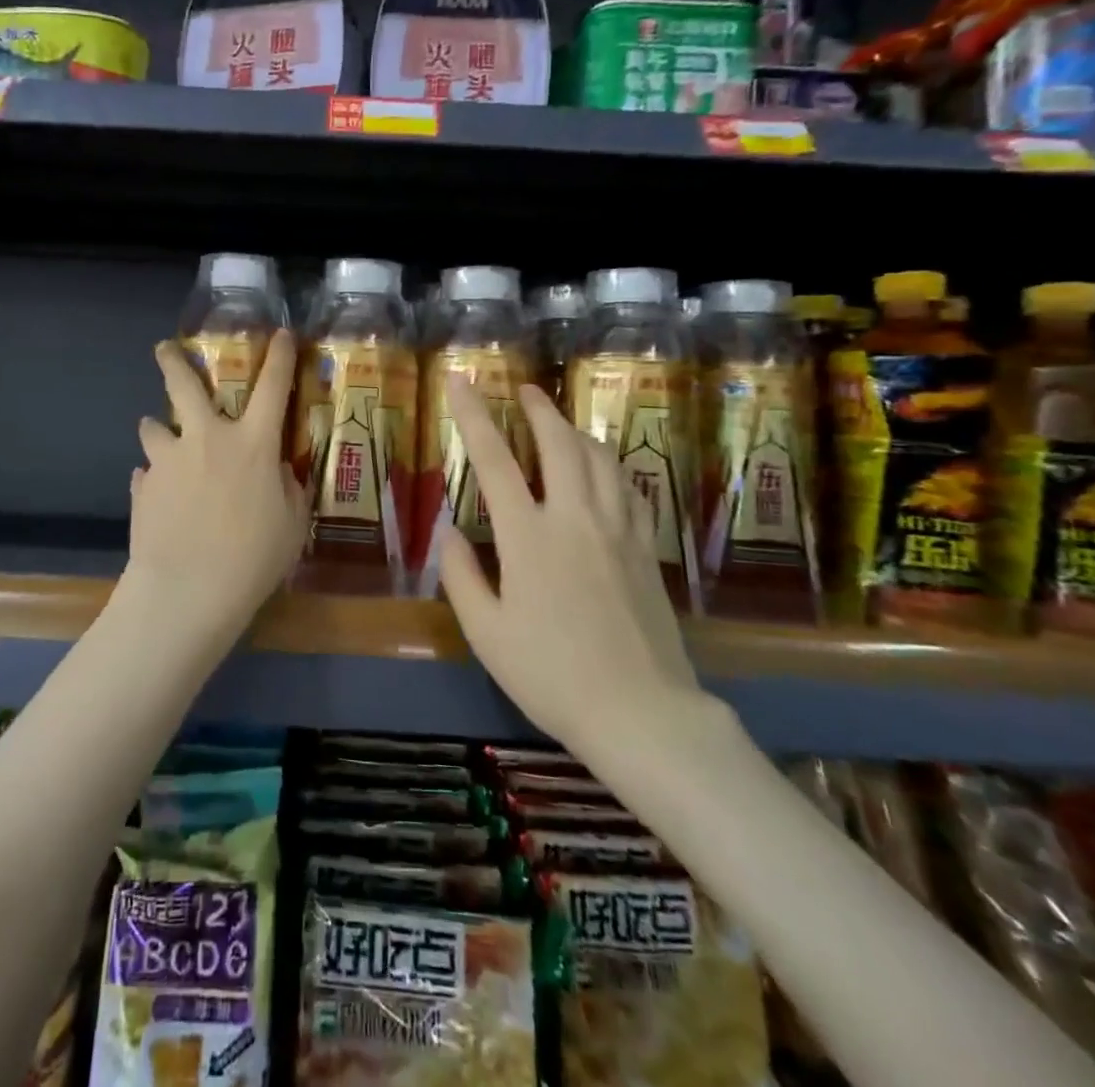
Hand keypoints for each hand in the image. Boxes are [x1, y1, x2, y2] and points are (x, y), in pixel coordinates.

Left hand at [127, 331, 309, 639]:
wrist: (188, 591)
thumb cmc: (253, 559)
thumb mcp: (291, 525)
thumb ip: (286, 490)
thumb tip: (276, 474)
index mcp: (252, 443)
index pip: (272, 386)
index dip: (278, 356)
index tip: (278, 334)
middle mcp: (207, 438)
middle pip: (185, 384)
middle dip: (173, 360)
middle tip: (164, 348)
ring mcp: (168, 460)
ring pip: (153, 426)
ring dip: (157, 428)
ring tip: (159, 437)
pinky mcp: (143, 487)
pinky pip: (147, 473)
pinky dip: (155, 478)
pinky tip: (160, 497)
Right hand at [438, 376, 713, 752]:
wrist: (641, 712)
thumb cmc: (551, 675)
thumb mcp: (486, 633)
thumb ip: (462, 576)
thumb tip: (450, 532)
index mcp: (529, 536)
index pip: (494, 459)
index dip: (472, 415)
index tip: (460, 381)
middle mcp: (575, 518)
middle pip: (559, 443)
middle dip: (539, 409)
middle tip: (524, 389)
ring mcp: (617, 529)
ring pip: (600, 458)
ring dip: (576, 430)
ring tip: (559, 422)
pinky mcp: (644, 547)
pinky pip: (629, 487)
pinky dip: (610, 464)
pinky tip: (603, 468)